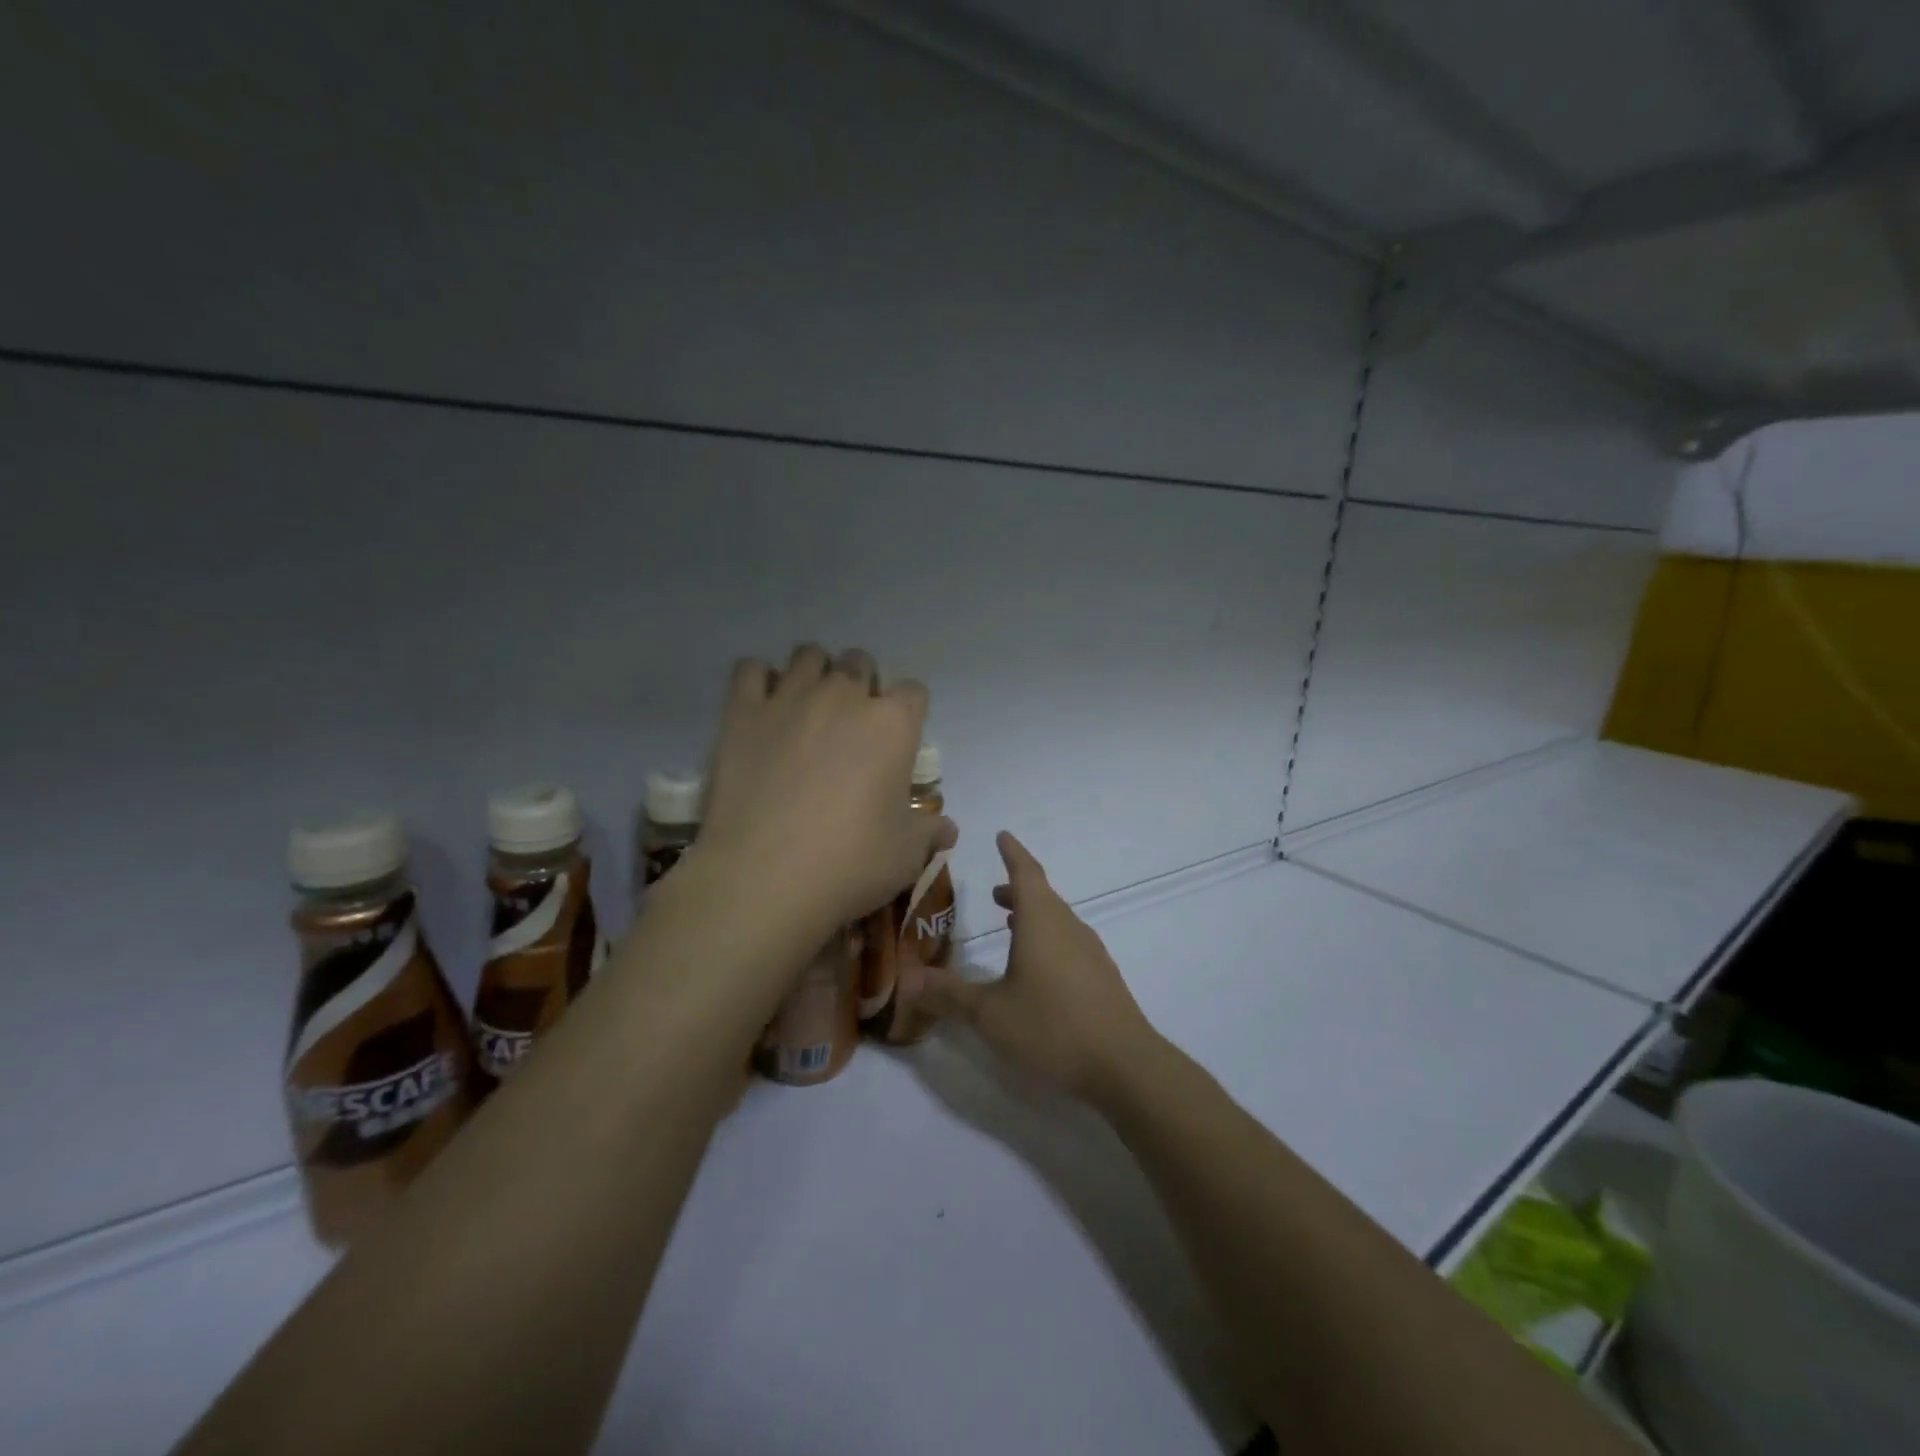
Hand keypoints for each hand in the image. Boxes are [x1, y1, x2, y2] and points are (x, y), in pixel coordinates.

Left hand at [699, 645, 955, 948]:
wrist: (765, 878)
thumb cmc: (850, 863)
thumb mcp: (905, 855)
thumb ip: (928, 832)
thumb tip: (947, 829)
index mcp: (892, 725)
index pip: (913, 691)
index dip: (909, 711)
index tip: (899, 737)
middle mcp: (844, 696)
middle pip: (860, 662)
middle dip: (861, 683)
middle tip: (851, 724)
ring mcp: (790, 699)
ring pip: (808, 655)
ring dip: (815, 673)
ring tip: (808, 708)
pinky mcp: (742, 712)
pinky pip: (750, 669)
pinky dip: (760, 680)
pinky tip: (764, 707)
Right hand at [904, 831, 1159, 1103]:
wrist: (1124, 1065)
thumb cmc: (1052, 1027)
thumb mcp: (990, 1014)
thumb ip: (950, 995)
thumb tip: (910, 980)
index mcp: (1042, 921)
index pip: (1026, 872)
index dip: (1012, 853)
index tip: (1002, 835)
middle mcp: (1068, 927)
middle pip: (1042, 896)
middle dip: (1017, 890)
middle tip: (994, 894)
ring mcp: (1090, 952)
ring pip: (1057, 920)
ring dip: (1033, 916)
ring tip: (1010, 925)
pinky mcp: (1102, 977)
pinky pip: (1069, 942)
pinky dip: (1048, 939)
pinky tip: (1038, 968)